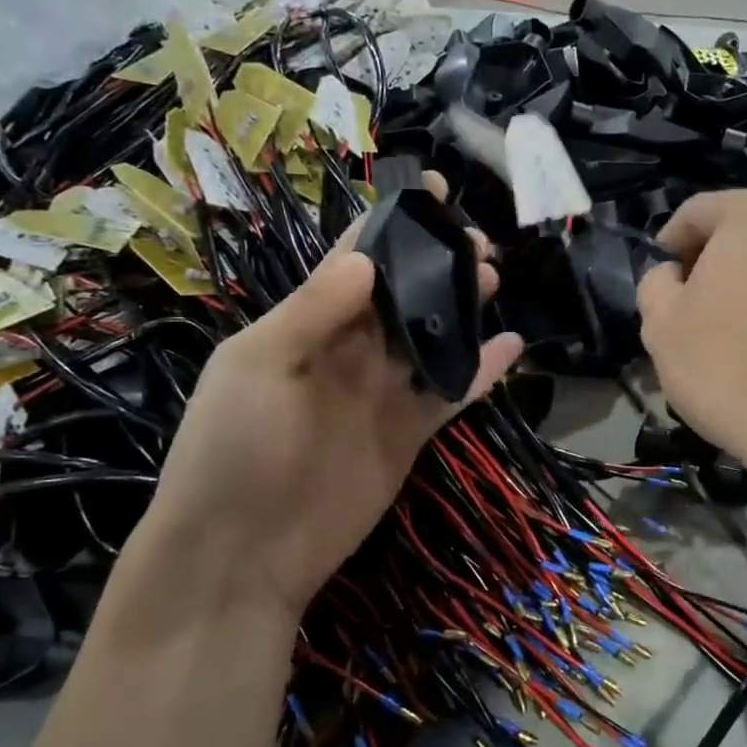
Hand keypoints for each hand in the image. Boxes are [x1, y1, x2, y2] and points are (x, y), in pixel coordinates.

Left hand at [137, 176, 521, 618]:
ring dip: (461, 306)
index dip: (389, 226)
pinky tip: (512, 344)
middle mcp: (348, 350)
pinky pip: (451, 392)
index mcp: (305, 324)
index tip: (431, 194)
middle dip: (436, 263)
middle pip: (401, 295)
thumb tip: (366, 260)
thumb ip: (312, 311)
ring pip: (431, 336)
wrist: (245, 552)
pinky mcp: (410, 432)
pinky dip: (482, 370)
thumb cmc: (235, 449)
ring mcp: (382, 392)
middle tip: (478, 241)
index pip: (353, 261)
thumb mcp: (258, 367)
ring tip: (494, 276)